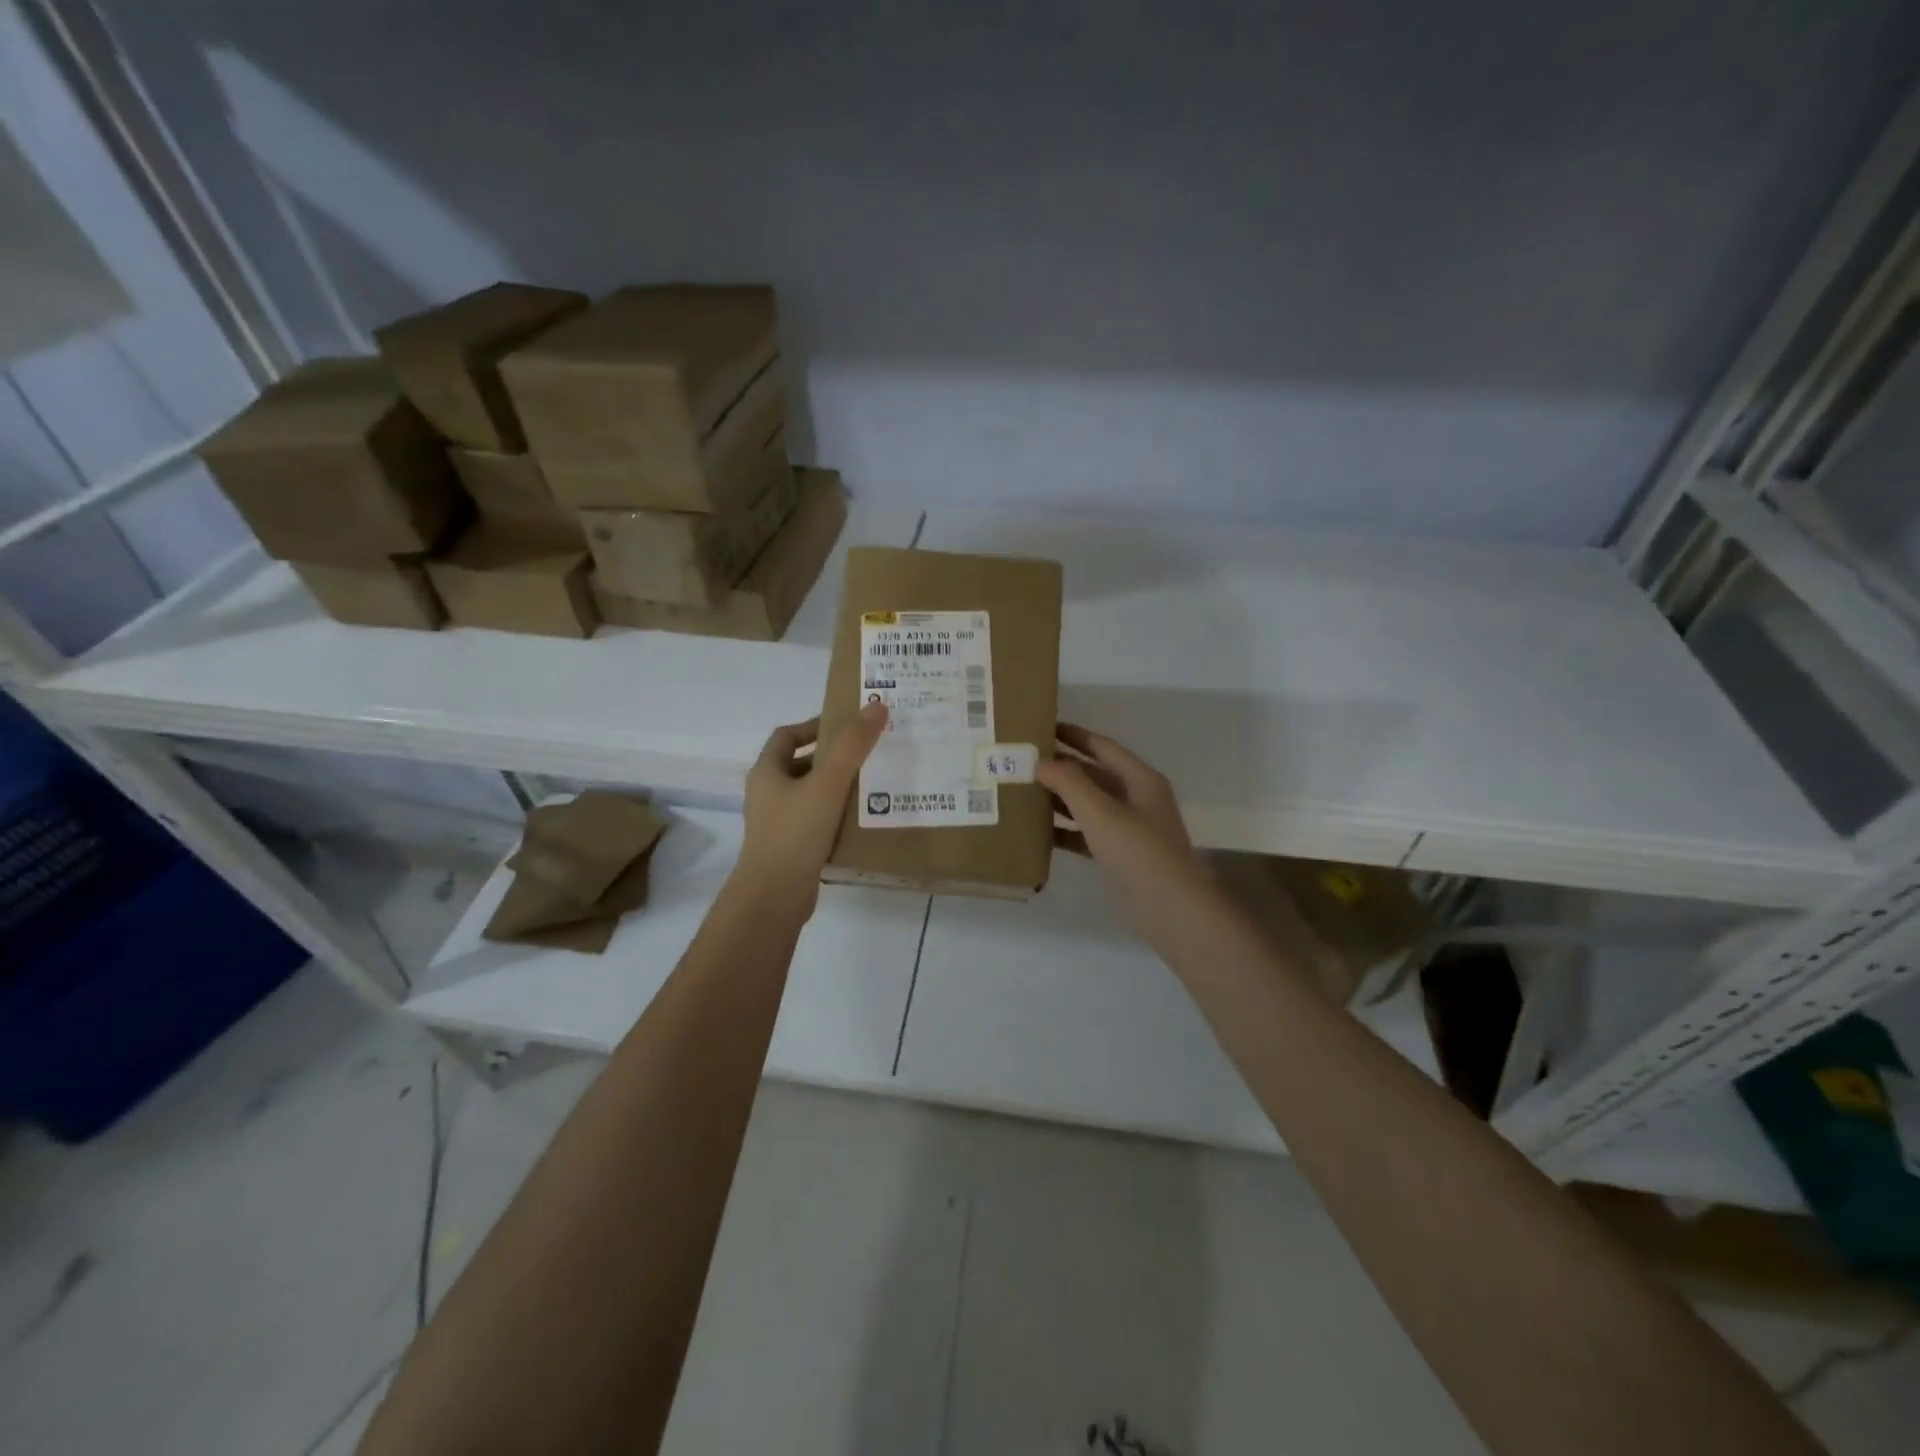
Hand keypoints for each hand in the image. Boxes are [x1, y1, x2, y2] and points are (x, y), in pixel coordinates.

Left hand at [734, 702, 888, 910]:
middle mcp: (767, 794)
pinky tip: (860, 820)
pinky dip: (835, 815)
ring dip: (835, 787)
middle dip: (831, 758)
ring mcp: (776, 823)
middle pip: (800, 764)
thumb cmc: (796, 832)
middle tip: (867, 754)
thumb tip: (876, 706)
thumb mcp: (828, 783)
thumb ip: (853, 746)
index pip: (787, 735)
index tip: (847, 726)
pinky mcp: (790, 848)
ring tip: (871, 785)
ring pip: (809, 794)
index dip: (814, 726)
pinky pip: (815, 821)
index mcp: (767, 772)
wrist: (775, 896)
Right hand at [1038, 723, 1195, 883]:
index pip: (1103, 747)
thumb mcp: (1100, 812)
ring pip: (1090, 805)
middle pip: (1095, 775)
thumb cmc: (1138, 850)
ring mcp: (1131, 828)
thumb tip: (1041, 762)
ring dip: (1061, 799)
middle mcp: (1138, 799)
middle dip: (1063, 768)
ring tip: (1026, 792)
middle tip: (1026, 761)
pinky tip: (1040, 832)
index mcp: (1141, 780)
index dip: (1074, 735)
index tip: (1043, 728)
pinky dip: (1067, 831)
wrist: (1170, 907)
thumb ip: (1069, 783)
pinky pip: (1088, 834)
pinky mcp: (1121, 855)